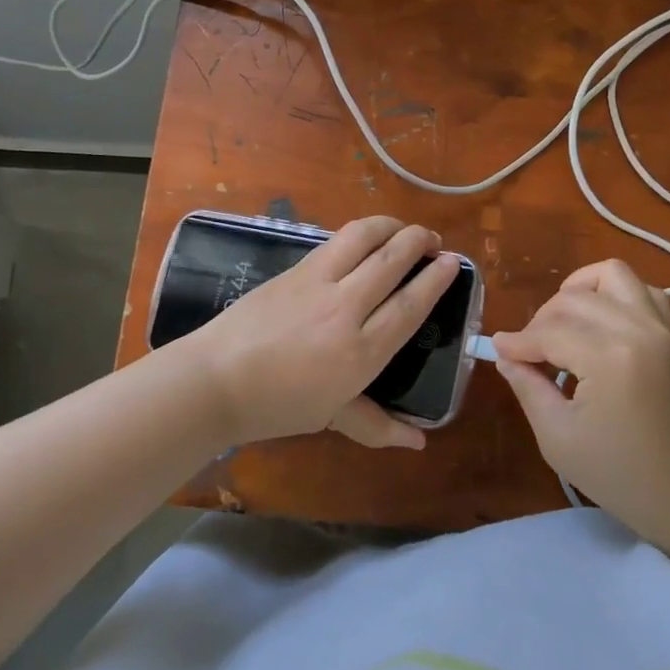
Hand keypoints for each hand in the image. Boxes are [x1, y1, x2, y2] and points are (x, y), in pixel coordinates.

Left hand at [192, 216, 459, 450]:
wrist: (216, 380)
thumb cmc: (277, 406)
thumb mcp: (332, 417)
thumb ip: (378, 425)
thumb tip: (419, 443)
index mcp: (361, 351)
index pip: (410, 304)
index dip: (436, 278)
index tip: (453, 262)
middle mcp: (346, 309)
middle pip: (392, 260)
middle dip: (419, 240)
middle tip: (432, 239)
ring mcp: (317, 283)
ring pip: (363, 237)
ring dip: (389, 225)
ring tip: (402, 229)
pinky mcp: (295, 269)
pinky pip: (334, 242)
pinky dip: (358, 234)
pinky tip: (363, 239)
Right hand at [492, 259, 669, 545]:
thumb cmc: (623, 477)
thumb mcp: (559, 439)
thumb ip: (529, 388)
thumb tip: (506, 357)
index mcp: (609, 357)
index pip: (549, 332)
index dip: (517, 342)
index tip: (498, 352)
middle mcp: (637, 329)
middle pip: (573, 299)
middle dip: (541, 320)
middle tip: (528, 353)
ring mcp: (660, 327)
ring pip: (610, 275)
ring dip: (578, 291)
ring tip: (562, 324)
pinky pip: (641, 289)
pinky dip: (614, 294)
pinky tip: (598, 322)